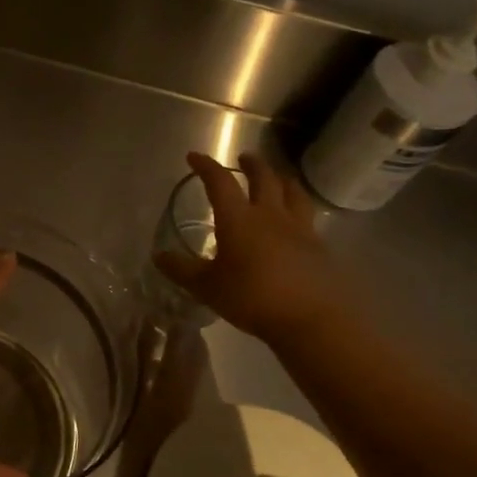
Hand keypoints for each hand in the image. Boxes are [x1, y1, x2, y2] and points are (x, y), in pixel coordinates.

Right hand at [153, 151, 348, 343]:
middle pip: (264, 179)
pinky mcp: (318, 246)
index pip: (220, 182)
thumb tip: (158, 256)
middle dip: (252, 165)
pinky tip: (295, 220)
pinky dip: (298, 208)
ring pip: (292, 193)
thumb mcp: (207, 287)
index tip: (194, 157)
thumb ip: (181, 269)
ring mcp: (299, 229)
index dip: (206, 166)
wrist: (312, 318)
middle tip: (244, 157)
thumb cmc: (252, 298)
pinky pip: (307, 217)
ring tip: (278, 178)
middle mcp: (269, 216)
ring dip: (282, 180)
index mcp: (238, 219)